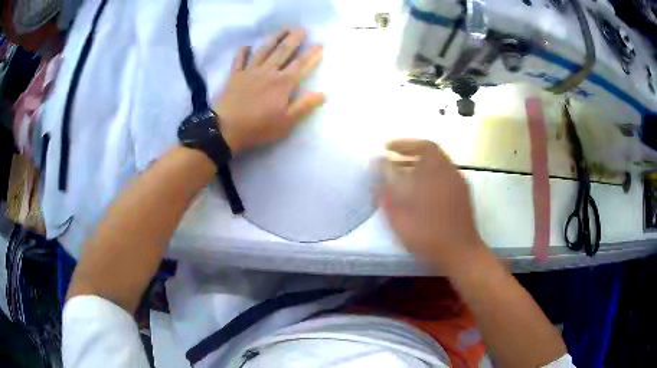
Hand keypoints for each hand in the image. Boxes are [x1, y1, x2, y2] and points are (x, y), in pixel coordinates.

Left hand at [215, 28, 324, 153]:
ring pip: (264, 50)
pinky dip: (243, 51)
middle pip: (283, 51)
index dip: (311, 54)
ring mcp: (250, 71)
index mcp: (283, 83)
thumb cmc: (258, 127)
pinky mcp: (234, 75)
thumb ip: (304, 106)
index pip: (301, 65)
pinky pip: (239, 59)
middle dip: (294, 39)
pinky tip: (247, 45)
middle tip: (302, 29)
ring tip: (283, 29)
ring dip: (274, 38)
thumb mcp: (286, 122)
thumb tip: (323, 93)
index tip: (320, 45)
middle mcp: (268, 72)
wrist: (225, 129)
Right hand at [377, 139, 484, 273]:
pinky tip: (418, 194)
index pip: (424, 146)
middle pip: (431, 155)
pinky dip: (429, 178)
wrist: (461, 255)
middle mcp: (451, 174)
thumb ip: (385, 188)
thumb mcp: (400, 215)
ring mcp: (459, 186)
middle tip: (391, 163)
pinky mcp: (463, 197)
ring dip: (419, 167)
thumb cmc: (429, 235)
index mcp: (437, 173)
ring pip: (438, 167)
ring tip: (401, 178)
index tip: (387, 148)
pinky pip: (444, 178)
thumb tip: (376, 165)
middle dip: (409, 156)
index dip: (405, 144)